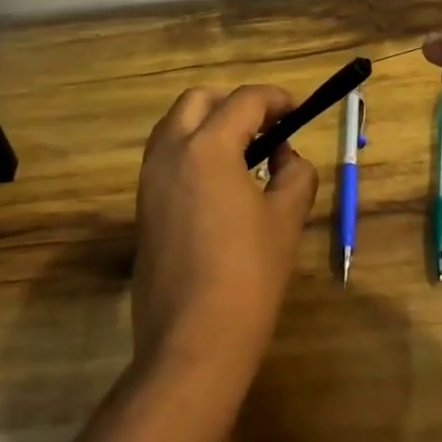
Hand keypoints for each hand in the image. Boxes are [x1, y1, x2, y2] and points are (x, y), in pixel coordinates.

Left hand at [130, 85, 318, 392]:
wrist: (193, 342)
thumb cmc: (248, 275)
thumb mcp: (286, 219)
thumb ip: (295, 175)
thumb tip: (286, 159)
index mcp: (207, 147)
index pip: (245, 101)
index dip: (277, 99)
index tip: (298, 110)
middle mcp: (170, 153)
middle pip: (198, 100)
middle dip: (235, 103)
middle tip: (268, 126)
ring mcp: (150, 181)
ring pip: (175, 126)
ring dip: (209, 124)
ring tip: (246, 153)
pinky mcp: (143, 208)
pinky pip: (166, 158)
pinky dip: (193, 151)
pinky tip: (222, 184)